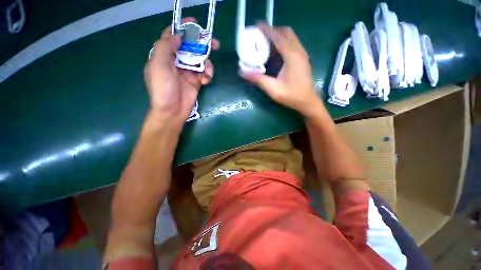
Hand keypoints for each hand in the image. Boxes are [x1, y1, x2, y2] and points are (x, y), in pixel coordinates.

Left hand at [144, 18, 219, 128]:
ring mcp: (187, 72)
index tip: (194, 23)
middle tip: (213, 43)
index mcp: (164, 55)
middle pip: (190, 47)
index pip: (172, 36)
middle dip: (201, 44)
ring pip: (200, 61)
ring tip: (208, 70)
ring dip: (207, 63)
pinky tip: (206, 79)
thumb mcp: (158, 65)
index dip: (182, 28)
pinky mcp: (196, 81)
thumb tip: (178, 36)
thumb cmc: (163, 88)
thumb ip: (165, 47)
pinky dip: (207, 75)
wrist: (173, 111)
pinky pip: (204, 73)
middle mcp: (176, 62)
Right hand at [241, 23, 322, 117]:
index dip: (266, 30)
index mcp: (292, 56)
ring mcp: (302, 54)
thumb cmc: (292, 96)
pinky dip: (283, 42)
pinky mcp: (303, 58)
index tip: (256, 26)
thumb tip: (242, 72)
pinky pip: (293, 43)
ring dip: (279, 36)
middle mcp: (299, 51)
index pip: (278, 37)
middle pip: (286, 32)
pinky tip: (276, 51)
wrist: (308, 102)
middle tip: (261, 36)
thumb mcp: (273, 89)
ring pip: (290, 37)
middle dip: (273, 31)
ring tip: (266, 42)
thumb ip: (258, 79)